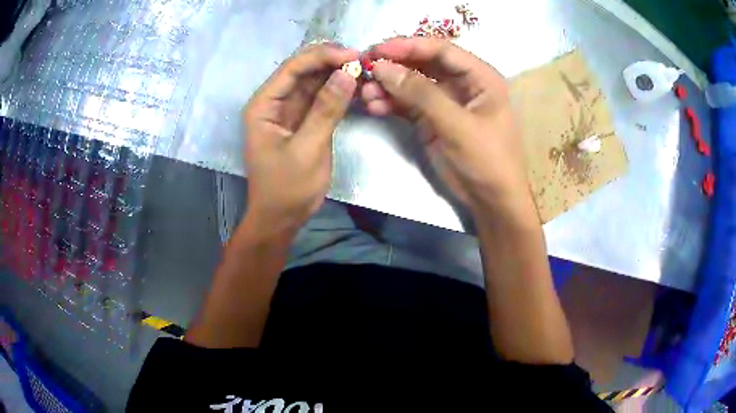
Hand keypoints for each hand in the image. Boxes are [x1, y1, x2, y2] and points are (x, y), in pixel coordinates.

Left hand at [242, 44, 357, 233]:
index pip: (292, 68)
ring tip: (364, 70)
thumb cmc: (286, 188)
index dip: (322, 56)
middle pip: (302, 70)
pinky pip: (320, 98)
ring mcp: (289, 111)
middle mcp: (274, 102)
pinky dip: (337, 91)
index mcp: (263, 105)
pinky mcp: (303, 121)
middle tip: (363, 60)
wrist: (281, 218)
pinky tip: (356, 86)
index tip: (353, 55)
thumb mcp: (307, 149)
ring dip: (336, 74)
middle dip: (331, 62)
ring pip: (313, 82)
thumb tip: (347, 73)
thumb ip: (326, 110)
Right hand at [362, 37, 531, 215]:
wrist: (490, 200)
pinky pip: (407, 104)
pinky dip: (390, 104)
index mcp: (479, 77)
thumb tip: (382, 67)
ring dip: (387, 86)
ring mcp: (445, 101)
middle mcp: (462, 83)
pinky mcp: (431, 119)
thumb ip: (421, 94)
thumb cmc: (486, 159)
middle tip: (364, 67)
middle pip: (423, 64)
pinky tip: (373, 106)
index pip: (442, 50)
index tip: (378, 49)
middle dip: (394, 65)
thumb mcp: (457, 125)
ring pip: (412, 84)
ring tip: (364, 92)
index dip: (409, 46)